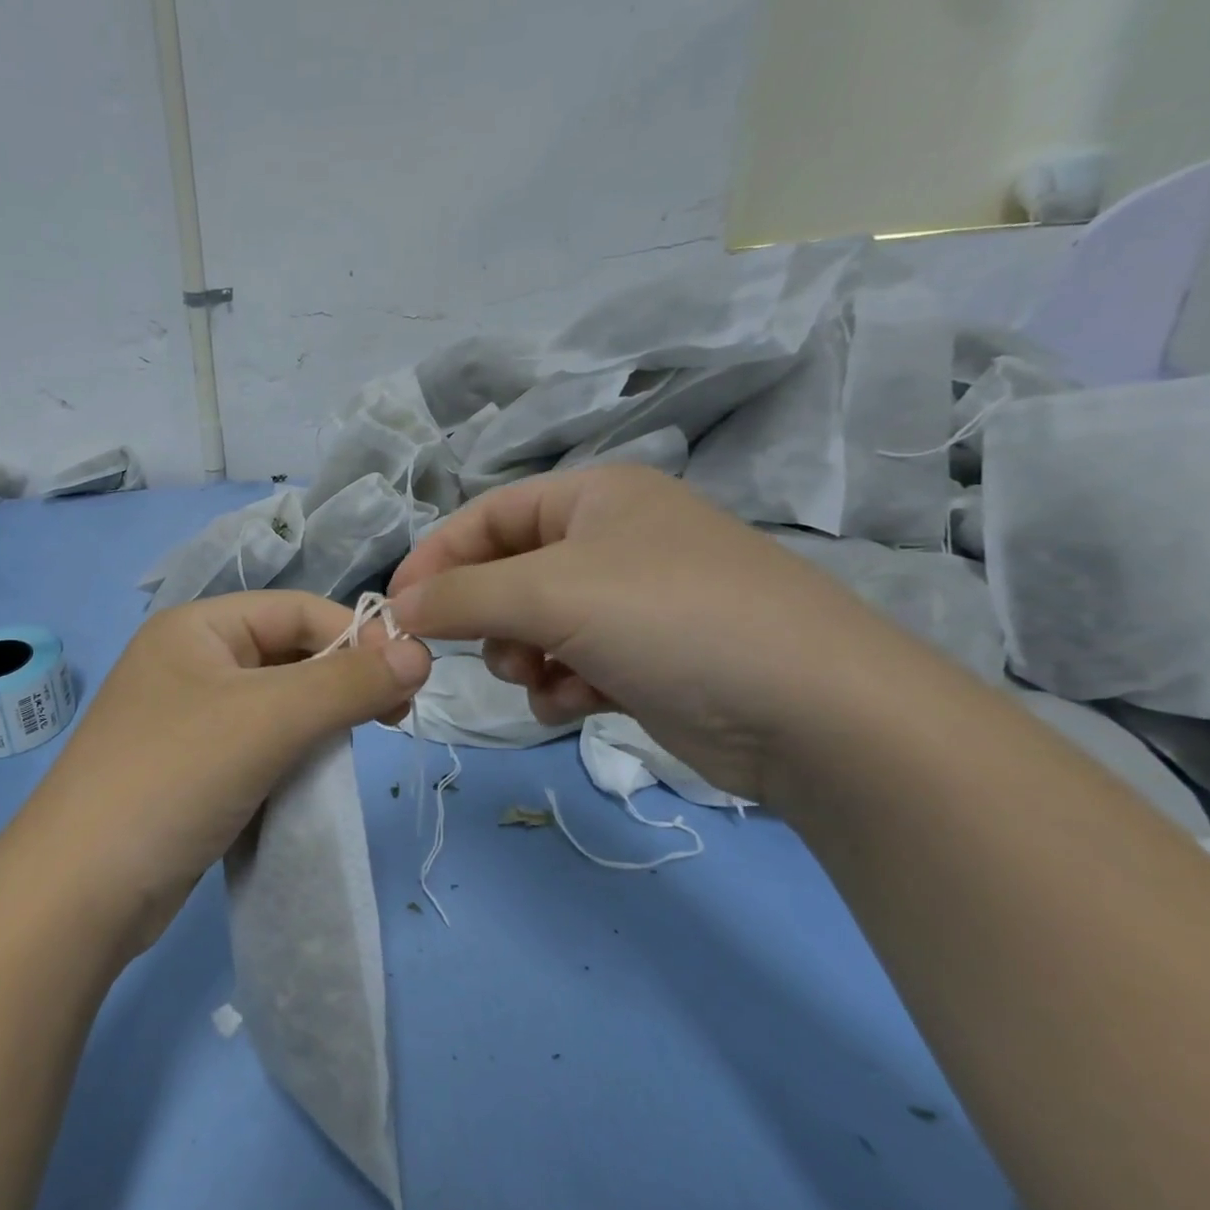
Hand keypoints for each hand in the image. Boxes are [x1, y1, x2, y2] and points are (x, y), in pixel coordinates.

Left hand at [20, 590, 432, 951]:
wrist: (78, 893)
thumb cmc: (174, 777)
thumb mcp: (268, 719)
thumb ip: (348, 683)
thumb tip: (420, 653)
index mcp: (197, 627)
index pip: (297, 610)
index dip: (357, 635)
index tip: (409, 679)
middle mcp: (190, 662)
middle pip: (288, 654)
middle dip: (342, 680)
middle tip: (393, 716)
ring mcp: (187, 718)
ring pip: (277, 703)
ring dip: (320, 720)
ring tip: (356, 745)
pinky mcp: (191, 769)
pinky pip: (258, 745)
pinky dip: (293, 754)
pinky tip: (314, 777)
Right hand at [388, 465, 922, 804]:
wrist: (813, 713)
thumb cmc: (669, 619)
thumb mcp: (550, 592)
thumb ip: (460, 596)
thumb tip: (397, 608)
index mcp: (594, 496)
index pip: (485, 515)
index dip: (435, 557)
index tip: (396, 607)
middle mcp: (612, 540)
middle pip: (508, 573)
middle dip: (488, 618)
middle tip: (488, 651)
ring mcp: (633, 602)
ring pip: (535, 626)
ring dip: (524, 657)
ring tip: (544, 678)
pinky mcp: (648, 659)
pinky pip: (571, 663)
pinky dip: (562, 686)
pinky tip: (580, 704)